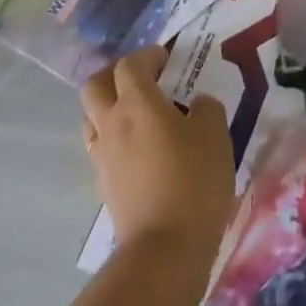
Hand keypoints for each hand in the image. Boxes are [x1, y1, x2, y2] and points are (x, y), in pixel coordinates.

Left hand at [81, 48, 234, 255]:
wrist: (165, 250)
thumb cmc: (193, 180)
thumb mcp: (215, 134)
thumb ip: (206, 108)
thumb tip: (196, 104)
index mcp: (137, 103)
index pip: (129, 64)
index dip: (147, 56)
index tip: (167, 59)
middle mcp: (112, 123)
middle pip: (94, 85)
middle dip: (113, 76)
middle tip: (140, 80)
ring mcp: (103, 157)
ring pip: (91, 119)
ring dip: (108, 109)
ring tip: (137, 117)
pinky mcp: (104, 187)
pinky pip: (101, 151)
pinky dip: (115, 142)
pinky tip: (139, 154)